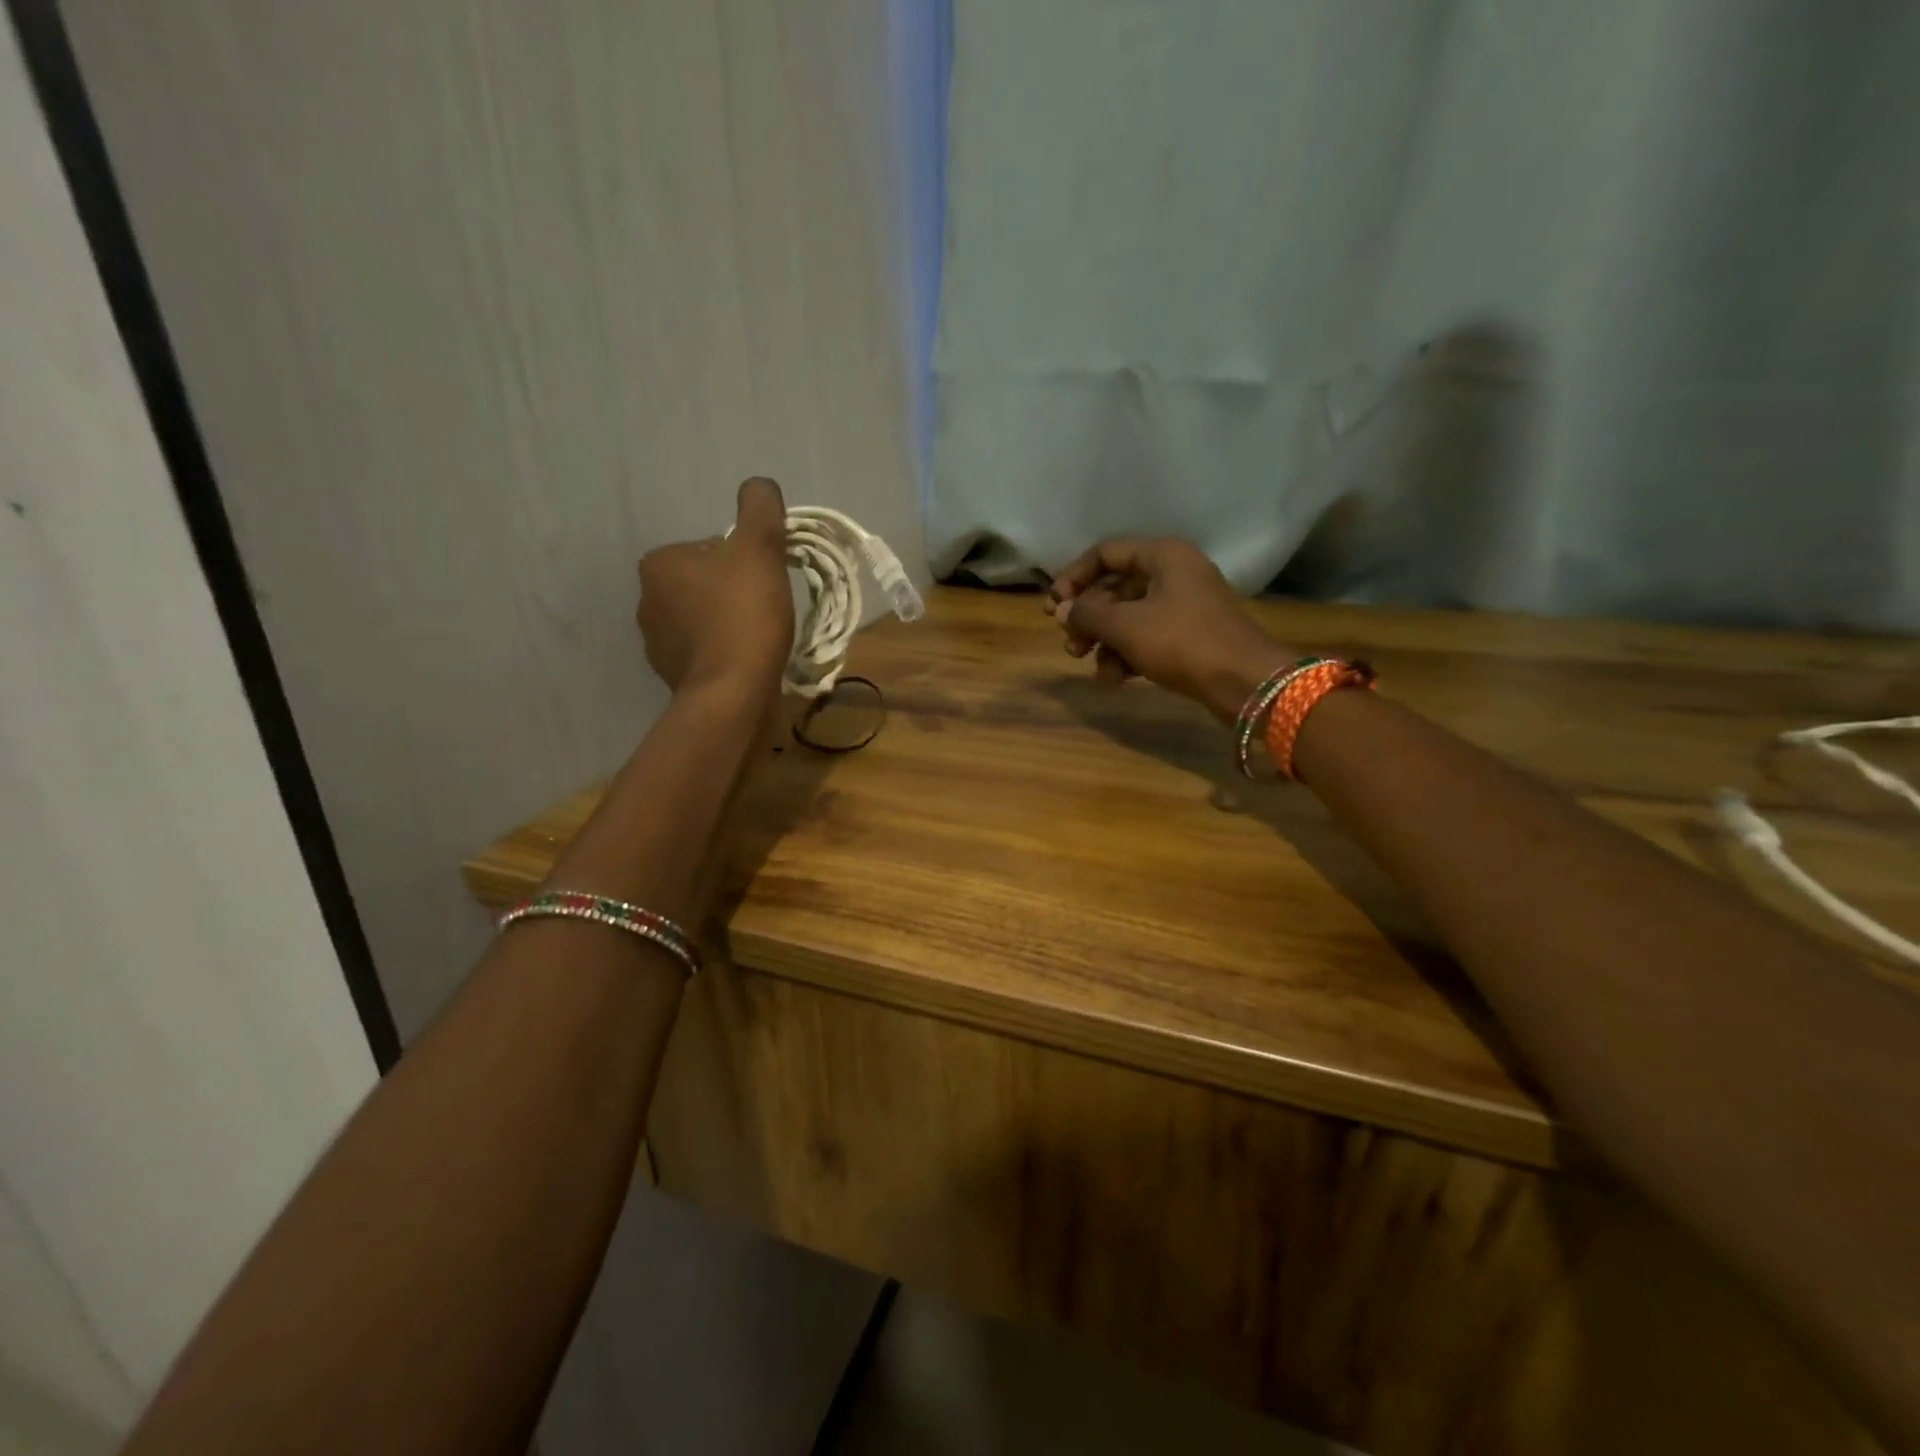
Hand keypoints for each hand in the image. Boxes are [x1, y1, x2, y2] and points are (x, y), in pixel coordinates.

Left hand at [637, 478, 792, 695]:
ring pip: (705, 618)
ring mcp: (656, 643)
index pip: (712, 548)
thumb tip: (758, 486)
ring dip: (729, 624)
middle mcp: (647, 600)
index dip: (747, 561)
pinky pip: (705, 651)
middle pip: (707, 583)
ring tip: (758, 639)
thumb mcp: (759, 548)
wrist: (732, 693)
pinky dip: (724, 652)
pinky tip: (746, 662)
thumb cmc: (743, 615)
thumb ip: (759, 507)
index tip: (765, 582)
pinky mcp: (671, 676)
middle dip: (736, 593)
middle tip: (766, 611)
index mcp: (659, 563)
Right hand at [1048, 538, 1294, 722]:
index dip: (1074, 577)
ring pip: (1130, 617)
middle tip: (1070, 644)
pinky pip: (1148, 638)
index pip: (1105, 553)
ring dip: (1105, 642)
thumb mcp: (1127, 626)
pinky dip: (1128, 655)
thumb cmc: (1183, 642)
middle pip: (1116, 588)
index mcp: (1163, 555)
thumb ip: (1088, 614)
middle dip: (1088, 618)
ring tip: (1093, 668)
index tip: (1054, 608)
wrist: (1247, 682)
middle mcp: (1175, 573)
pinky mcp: (1191, 636)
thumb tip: (1063, 610)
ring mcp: (1185, 606)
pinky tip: (1115, 680)